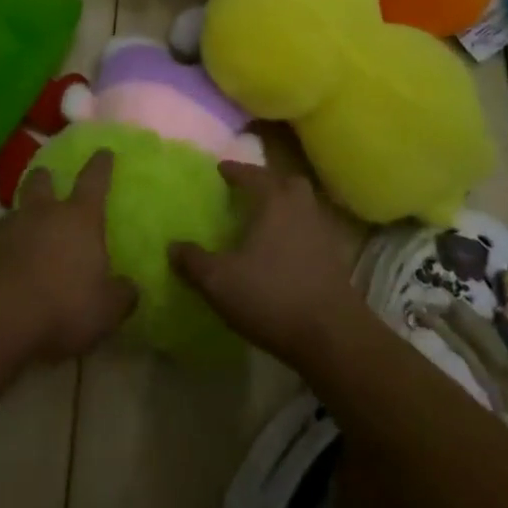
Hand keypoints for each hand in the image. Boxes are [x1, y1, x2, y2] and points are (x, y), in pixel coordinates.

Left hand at [0, 149, 136, 361]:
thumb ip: (121, 295)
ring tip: (28, 232)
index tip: (104, 151)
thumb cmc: (61, 305)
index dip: (101, 165)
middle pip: (42, 181)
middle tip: (48, 178)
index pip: (94, 181)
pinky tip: (8, 265)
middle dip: (46, 177)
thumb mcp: (105, 310)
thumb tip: (129, 287)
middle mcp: (43, 212)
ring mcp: (8, 227)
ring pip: (17, 209)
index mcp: (79, 218)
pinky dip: (5, 246)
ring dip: (24, 216)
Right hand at [170, 163, 364, 370]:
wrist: (332, 338)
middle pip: (288, 183)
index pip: (253, 175)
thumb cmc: (272, 296)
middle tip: (249, 191)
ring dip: (285, 208)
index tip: (221, 169)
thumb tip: (173, 246)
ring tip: (263, 221)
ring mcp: (323, 235)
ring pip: (303, 207)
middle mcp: (301, 209)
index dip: (235, 171)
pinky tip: (281, 252)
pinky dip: (295, 233)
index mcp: (274, 202)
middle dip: (269, 182)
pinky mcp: (335, 262)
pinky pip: (311, 232)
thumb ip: (194, 261)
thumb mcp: (219, 281)